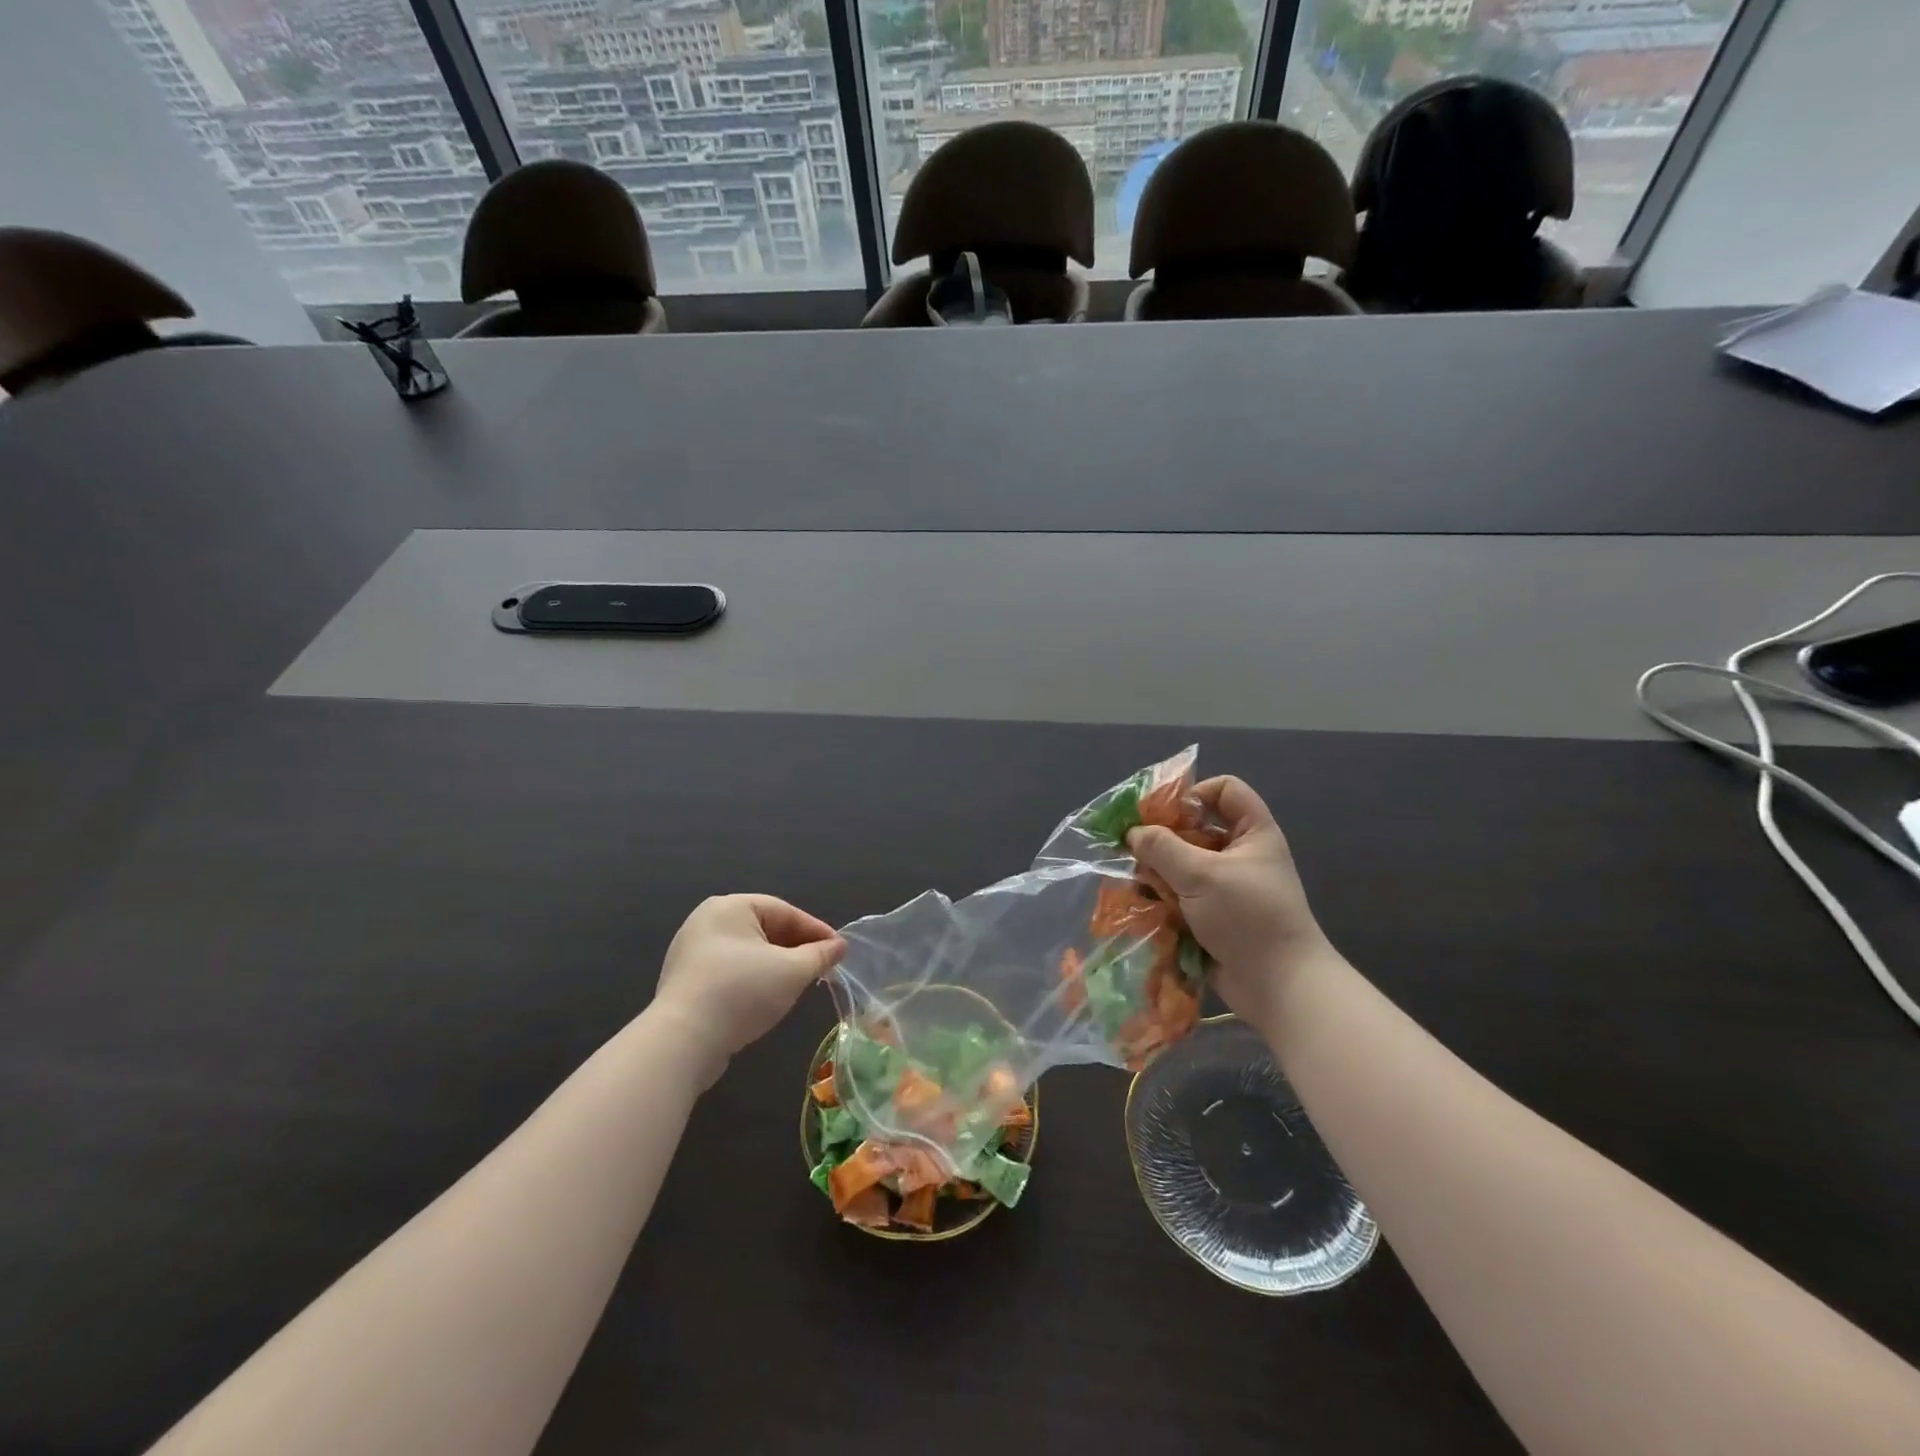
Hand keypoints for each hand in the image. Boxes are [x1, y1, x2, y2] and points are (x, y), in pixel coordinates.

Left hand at [651, 895, 845, 1086]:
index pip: (785, 912)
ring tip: (798, 984)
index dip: (816, 931)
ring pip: (748, 953)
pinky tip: (765, 999)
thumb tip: (840, 946)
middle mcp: (707, 921)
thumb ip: (820, 955)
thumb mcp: (792, 971)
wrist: (682, 1042)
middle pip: (765, 929)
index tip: (839, 951)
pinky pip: (729, 972)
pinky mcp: (685, 982)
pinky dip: (752, 980)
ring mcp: (691, 951)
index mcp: (731, 906)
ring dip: (776, 966)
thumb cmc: (742, 992)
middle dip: (796, 949)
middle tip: (821, 968)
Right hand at [1127, 777, 1336, 1028]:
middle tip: (1135, 849)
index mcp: (1252, 832)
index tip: (1165, 815)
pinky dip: (1162, 897)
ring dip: (1158, 871)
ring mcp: (1225, 886)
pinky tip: (1143, 904)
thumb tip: (1133, 833)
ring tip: (1138, 883)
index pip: (1225, 790)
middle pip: (1194, 828)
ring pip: (1181, 864)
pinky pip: (1180, 895)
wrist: (1279, 986)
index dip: (1195, 793)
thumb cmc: (1248, 917)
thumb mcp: (1202, 875)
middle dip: (1163, 838)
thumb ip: (1162, 848)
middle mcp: (1240, 854)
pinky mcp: (1212, 915)